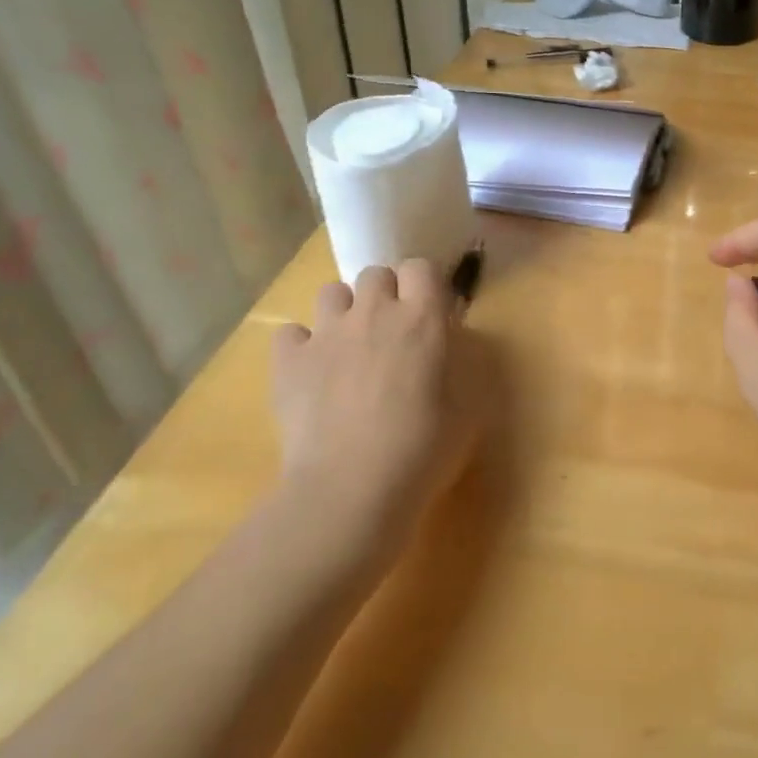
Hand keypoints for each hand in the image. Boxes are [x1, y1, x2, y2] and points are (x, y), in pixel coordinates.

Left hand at [271, 261, 470, 571]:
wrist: (352, 489)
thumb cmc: (424, 450)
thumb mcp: (468, 407)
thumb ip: (461, 363)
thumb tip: (449, 343)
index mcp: (422, 318)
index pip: (421, 267)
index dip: (424, 286)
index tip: (429, 314)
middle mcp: (373, 312)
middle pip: (375, 273)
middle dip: (384, 294)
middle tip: (390, 334)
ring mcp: (326, 333)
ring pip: (331, 292)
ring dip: (343, 312)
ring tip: (347, 348)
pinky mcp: (288, 360)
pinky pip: (290, 332)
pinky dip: (300, 346)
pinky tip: (309, 373)